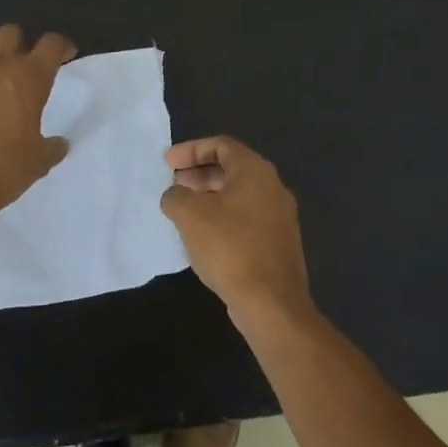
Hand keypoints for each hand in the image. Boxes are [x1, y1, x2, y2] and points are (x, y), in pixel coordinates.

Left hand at [0, 25, 76, 218]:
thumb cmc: (1, 172)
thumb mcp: (38, 163)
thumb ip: (52, 147)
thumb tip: (59, 143)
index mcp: (29, 80)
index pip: (51, 44)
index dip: (61, 46)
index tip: (64, 55)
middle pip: (10, 33)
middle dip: (19, 45)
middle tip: (21, 68)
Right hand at [160, 136, 311, 324]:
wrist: (270, 301)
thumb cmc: (229, 247)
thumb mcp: (190, 215)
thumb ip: (176, 196)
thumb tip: (175, 196)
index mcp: (256, 171)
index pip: (222, 145)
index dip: (191, 150)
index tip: (167, 163)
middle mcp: (273, 188)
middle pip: (231, 169)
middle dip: (199, 174)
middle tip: (173, 186)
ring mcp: (279, 217)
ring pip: (239, 196)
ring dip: (209, 198)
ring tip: (182, 212)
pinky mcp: (278, 243)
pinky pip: (245, 219)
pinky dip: (222, 218)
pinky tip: (202, 237)